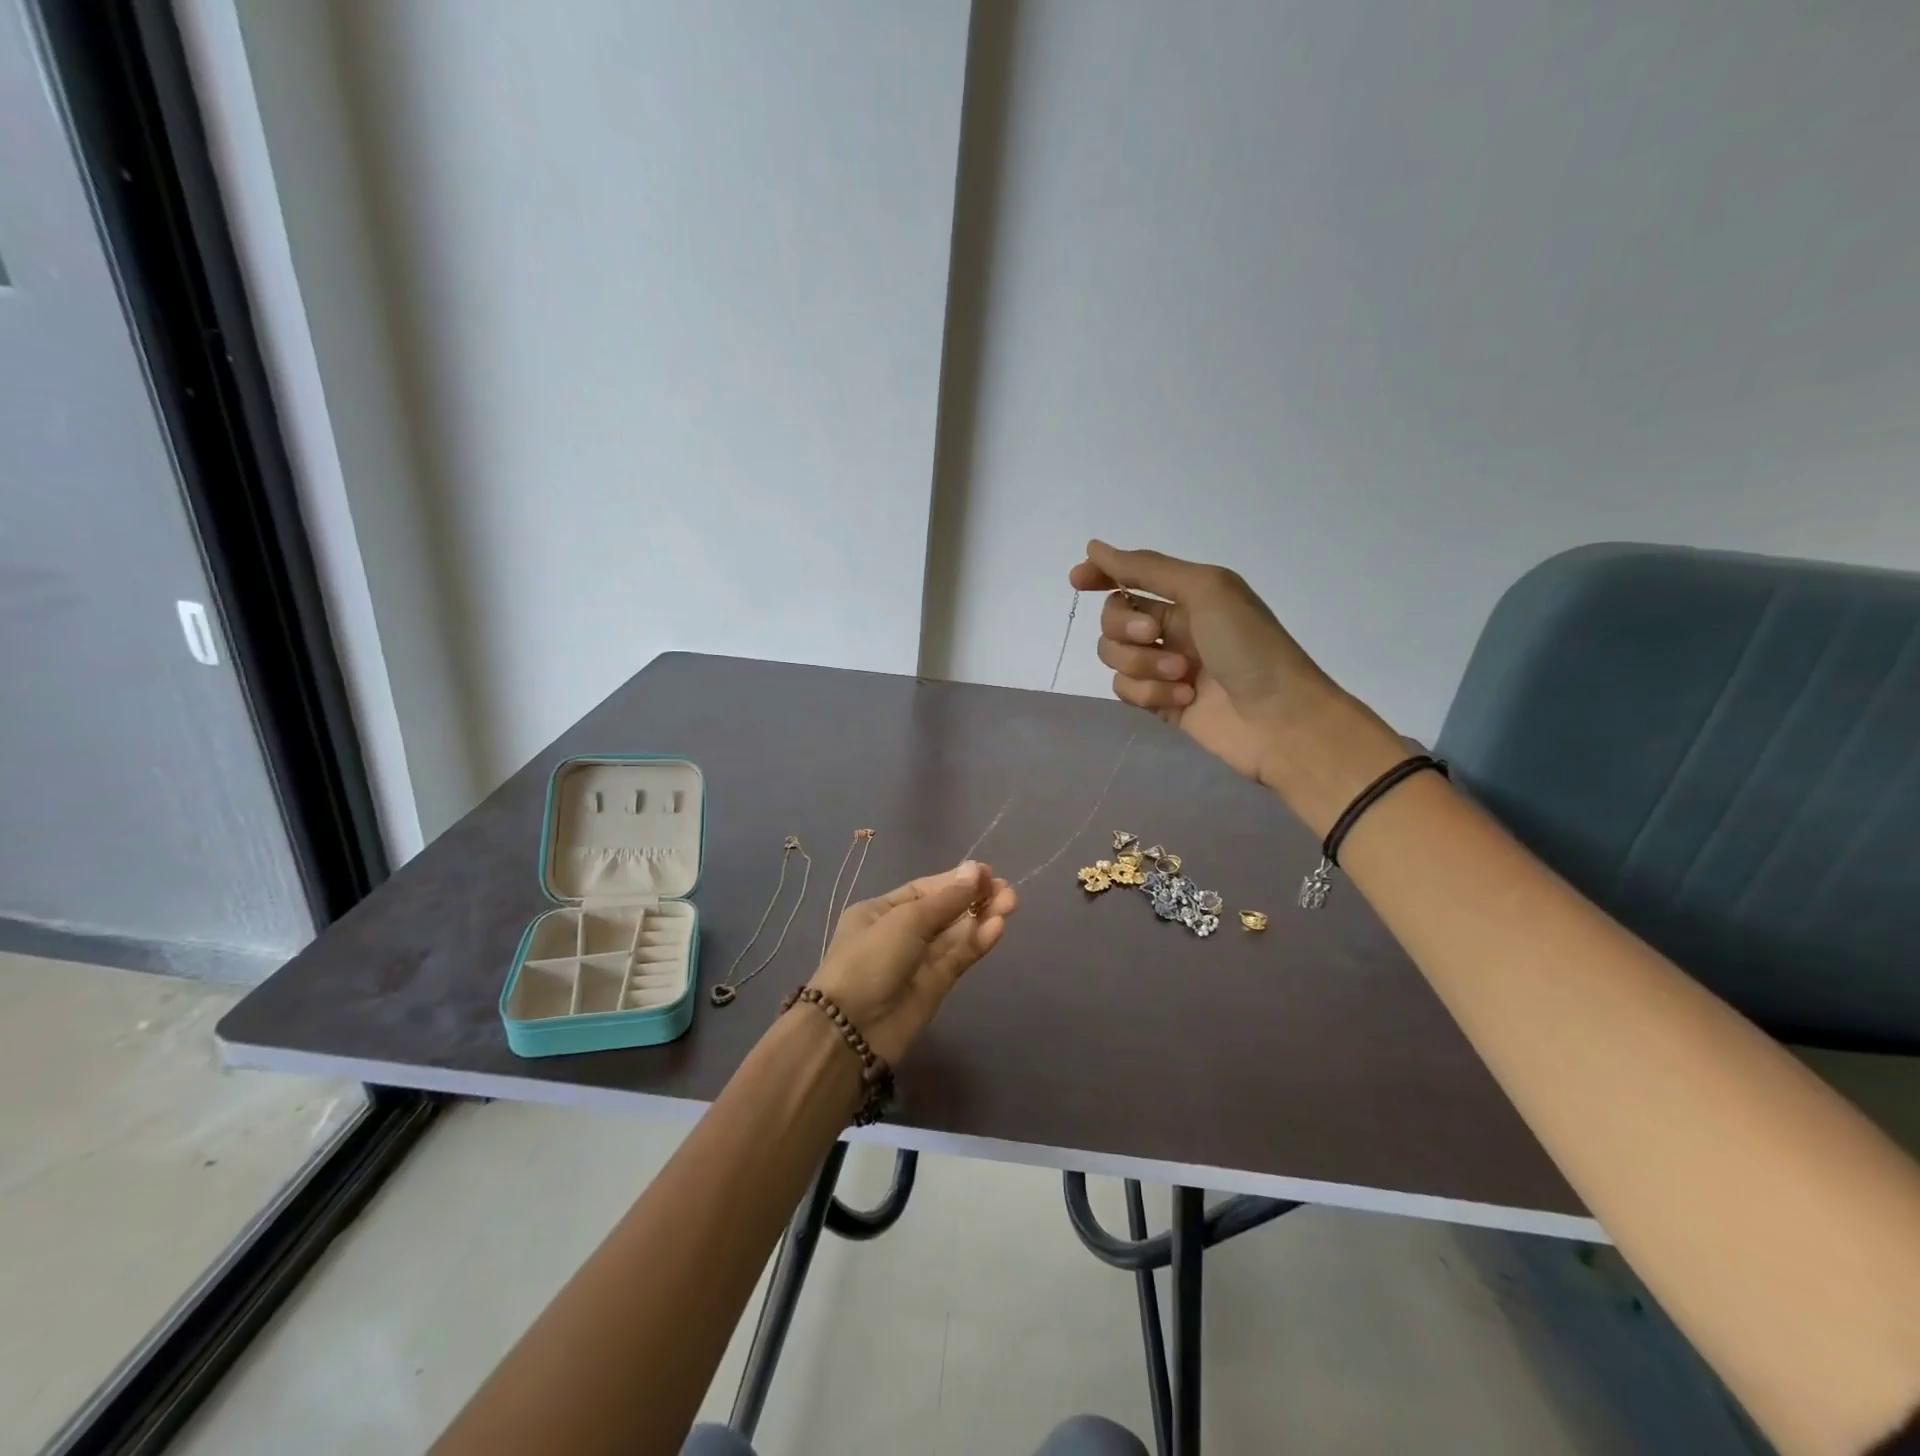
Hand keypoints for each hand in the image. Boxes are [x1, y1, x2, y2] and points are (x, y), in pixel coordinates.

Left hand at [808, 861, 1016, 1064]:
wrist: (852, 1029)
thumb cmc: (870, 960)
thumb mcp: (905, 921)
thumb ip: (946, 900)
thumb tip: (975, 870)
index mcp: (881, 911)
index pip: (925, 890)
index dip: (955, 881)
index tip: (986, 872)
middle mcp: (900, 932)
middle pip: (944, 910)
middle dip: (974, 898)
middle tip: (1007, 889)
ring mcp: (919, 960)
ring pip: (956, 934)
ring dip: (982, 917)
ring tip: (1012, 902)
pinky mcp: (936, 985)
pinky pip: (959, 957)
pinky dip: (978, 941)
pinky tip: (998, 927)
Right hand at [1069, 541, 1405, 828]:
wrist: (1279, 718)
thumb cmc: (1250, 645)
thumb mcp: (1204, 589)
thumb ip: (1147, 568)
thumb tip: (1094, 547)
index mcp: (1189, 595)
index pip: (1132, 577)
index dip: (1102, 575)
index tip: (1077, 581)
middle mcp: (1173, 627)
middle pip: (1113, 618)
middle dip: (1125, 627)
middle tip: (1155, 636)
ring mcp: (1164, 666)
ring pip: (1115, 656)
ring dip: (1143, 664)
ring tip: (1183, 675)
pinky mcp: (1160, 703)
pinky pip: (1125, 690)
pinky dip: (1149, 692)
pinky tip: (1183, 698)